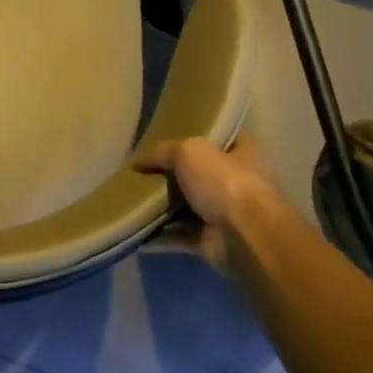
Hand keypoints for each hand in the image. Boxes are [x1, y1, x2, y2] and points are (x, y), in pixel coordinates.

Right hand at [138, 130, 278, 276]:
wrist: (242, 236)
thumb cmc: (223, 182)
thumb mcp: (188, 151)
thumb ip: (163, 152)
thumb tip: (138, 162)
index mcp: (241, 154)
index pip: (224, 137)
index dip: (202, 132)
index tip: (174, 132)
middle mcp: (235, 182)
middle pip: (200, 173)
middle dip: (172, 173)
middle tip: (142, 169)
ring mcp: (223, 214)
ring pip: (186, 206)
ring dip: (162, 206)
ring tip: (130, 198)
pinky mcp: (209, 240)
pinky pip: (178, 235)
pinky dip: (159, 234)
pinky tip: (135, 227)